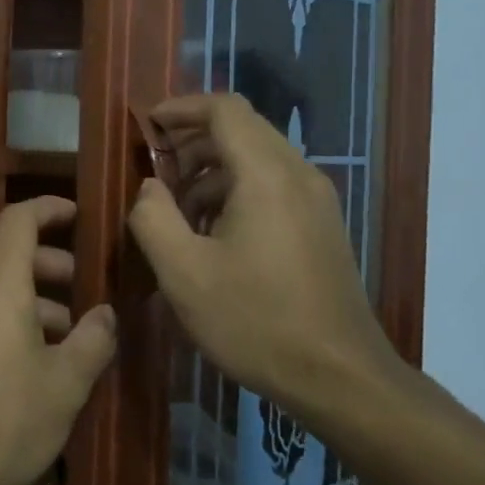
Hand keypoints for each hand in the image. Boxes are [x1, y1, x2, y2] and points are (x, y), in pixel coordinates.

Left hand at [0, 196, 116, 484]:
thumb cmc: (3, 420)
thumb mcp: (64, 386)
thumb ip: (92, 341)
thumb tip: (106, 313)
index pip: (18, 221)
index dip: (49, 209)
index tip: (78, 216)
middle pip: (9, 256)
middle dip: (51, 265)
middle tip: (85, 291)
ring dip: (34, 300)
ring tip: (69, 337)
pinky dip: (11, 319)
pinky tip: (34, 362)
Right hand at [126, 93, 402, 427]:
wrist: (339, 377)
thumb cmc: (254, 321)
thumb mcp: (183, 273)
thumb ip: (153, 217)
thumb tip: (149, 186)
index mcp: (266, 175)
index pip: (225, 109)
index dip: (181, 108)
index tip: (146, 126)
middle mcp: (298, 175)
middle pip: (242, 129)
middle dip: (192, 139)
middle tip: (154, 168)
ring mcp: (316, 201)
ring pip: (258, 158)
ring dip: (211, 168)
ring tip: (176, 206)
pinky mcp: (321, 226)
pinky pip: (273, 186)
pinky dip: (235, 190)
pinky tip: (212, 232)